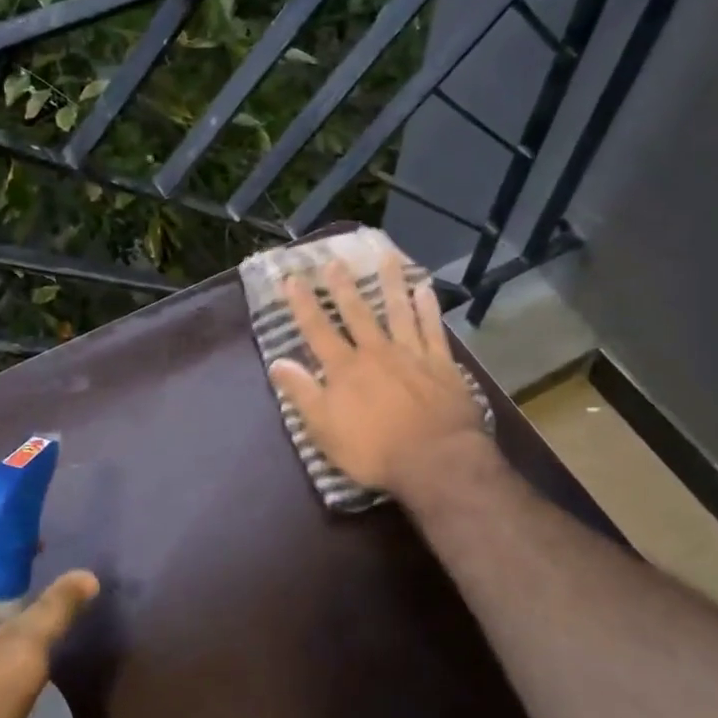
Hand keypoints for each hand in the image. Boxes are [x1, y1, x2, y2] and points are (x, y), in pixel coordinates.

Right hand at [267, 250, 486, 501]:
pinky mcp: (441, 365)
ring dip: (390, 283)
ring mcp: (411, 355)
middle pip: (357, 313)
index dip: (303, 304)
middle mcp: (375, 352)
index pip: (317, 330)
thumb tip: (277, 362)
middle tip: (334, 260)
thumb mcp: (324, 429)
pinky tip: (425, 290)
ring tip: (386, 257)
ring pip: (398, 311)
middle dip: (343, 286)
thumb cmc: (374, 450)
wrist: (436, 460)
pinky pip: (432, 329)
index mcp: (344, 369)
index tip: (292, 279)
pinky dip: (428, 308)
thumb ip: (302, 393)